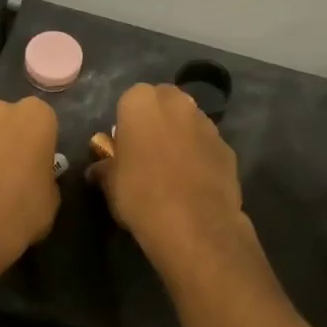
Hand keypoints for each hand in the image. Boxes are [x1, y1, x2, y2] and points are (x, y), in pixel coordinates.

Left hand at [0, 97, 60, 273]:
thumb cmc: (20, 210)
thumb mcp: (49, 200)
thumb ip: (42, 178)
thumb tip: (34, 180)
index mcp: (33, 117)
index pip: (39, 118)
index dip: (36, 142)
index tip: (33, 163)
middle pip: (2, 120)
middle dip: (3, 140)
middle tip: (4, 172)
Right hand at [89, 83, 250, 267]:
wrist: (194, 226)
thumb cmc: (140, 195)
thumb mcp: (109, 183)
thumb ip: (105, 167)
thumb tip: (99, 168)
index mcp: (141, 102)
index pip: (129, 100)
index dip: (127, 123)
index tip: (124, 146)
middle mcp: (177, 102)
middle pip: (163, 104)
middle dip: (156, 121)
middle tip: (147, 152)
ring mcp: (207, 123)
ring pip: (188, 122)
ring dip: (180, 137)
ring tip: (172, 170)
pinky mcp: (228, 147)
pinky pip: (207, 146)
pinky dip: (200, 156)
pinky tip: (193, 183)